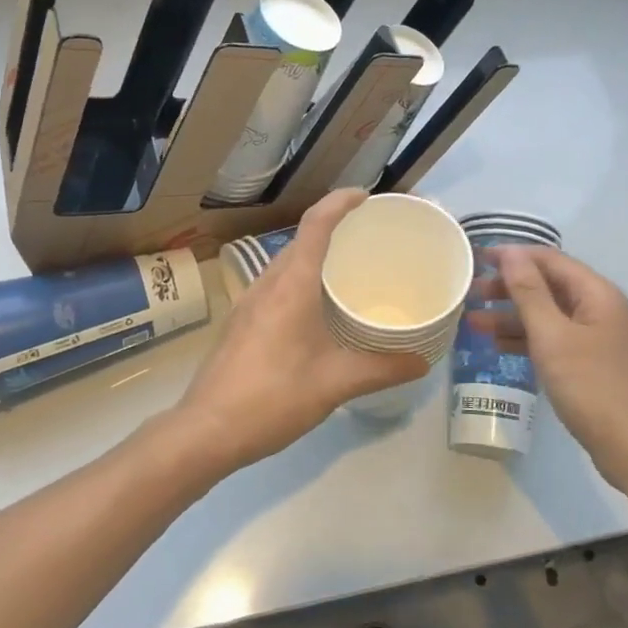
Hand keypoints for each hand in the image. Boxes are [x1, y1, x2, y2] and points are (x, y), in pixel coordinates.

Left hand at [175, 189, 424, 472]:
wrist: (206, 430)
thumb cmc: (273, 398)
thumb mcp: (335, 383)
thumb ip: (381, 369)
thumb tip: (422, 362)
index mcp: (291, 285)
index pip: (315, 224)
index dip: (340, 202)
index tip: (366, 196)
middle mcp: (267, 284)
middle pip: (301, 240)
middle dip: (334, 229)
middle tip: (369, 238)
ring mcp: (249, 303)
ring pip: (286, 264)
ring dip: (315, 257)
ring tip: (348, 272)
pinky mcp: (241, 323)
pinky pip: (276, 286)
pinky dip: (301, 281)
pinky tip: (318, 311)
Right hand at [471, 246, 627, 488]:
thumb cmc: (592, 386)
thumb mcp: (553, 336)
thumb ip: (529, 293)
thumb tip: (511, 253)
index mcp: (596, 293)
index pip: (548, 260)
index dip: (512, 256)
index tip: (476, 260)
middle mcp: (598, 308)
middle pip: (547, 286)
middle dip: (508, 288)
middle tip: (469, 294)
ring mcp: (595, 338)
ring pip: (547, 315)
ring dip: (511, 316)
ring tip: (473, 322)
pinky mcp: (589, 364)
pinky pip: (552, 340)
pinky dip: (525, 339)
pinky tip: (497, 347)